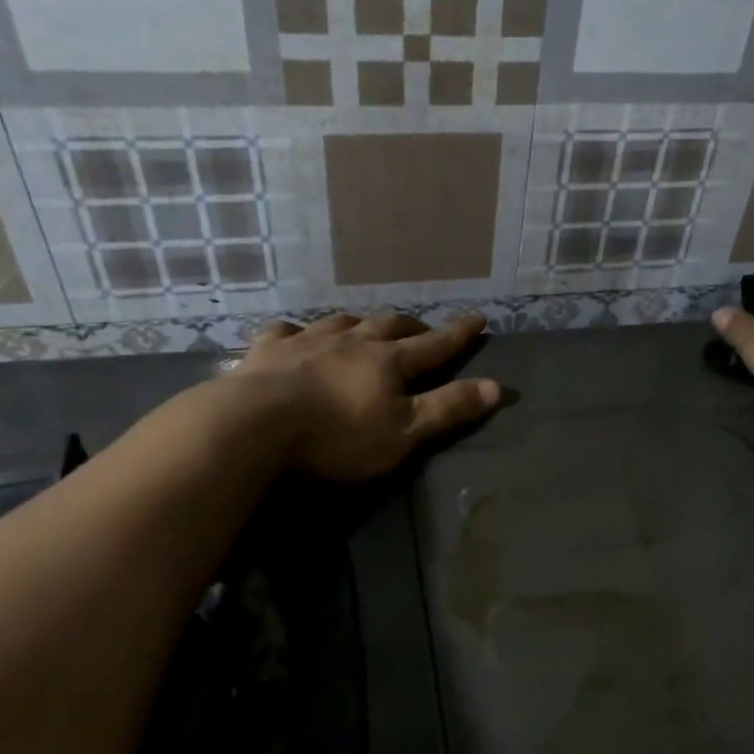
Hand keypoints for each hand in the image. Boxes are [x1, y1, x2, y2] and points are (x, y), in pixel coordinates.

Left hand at [231, 311, 501, 480]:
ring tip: (364, 326)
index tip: (478, 318)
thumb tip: (497, 387)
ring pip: (341, 321)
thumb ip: (448, 409)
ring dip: (359, 323)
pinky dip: (297, 332)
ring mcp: (307, 341)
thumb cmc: (337, 435)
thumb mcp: (404, 432)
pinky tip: (294, 335)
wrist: (256, 424)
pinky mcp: (268, 350)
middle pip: (389, 326)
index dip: (458, 334)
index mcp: (387, 362)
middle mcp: (351, 341)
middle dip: (411, 326)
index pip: (434, 345)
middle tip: (421, 328)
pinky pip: (286, 331)